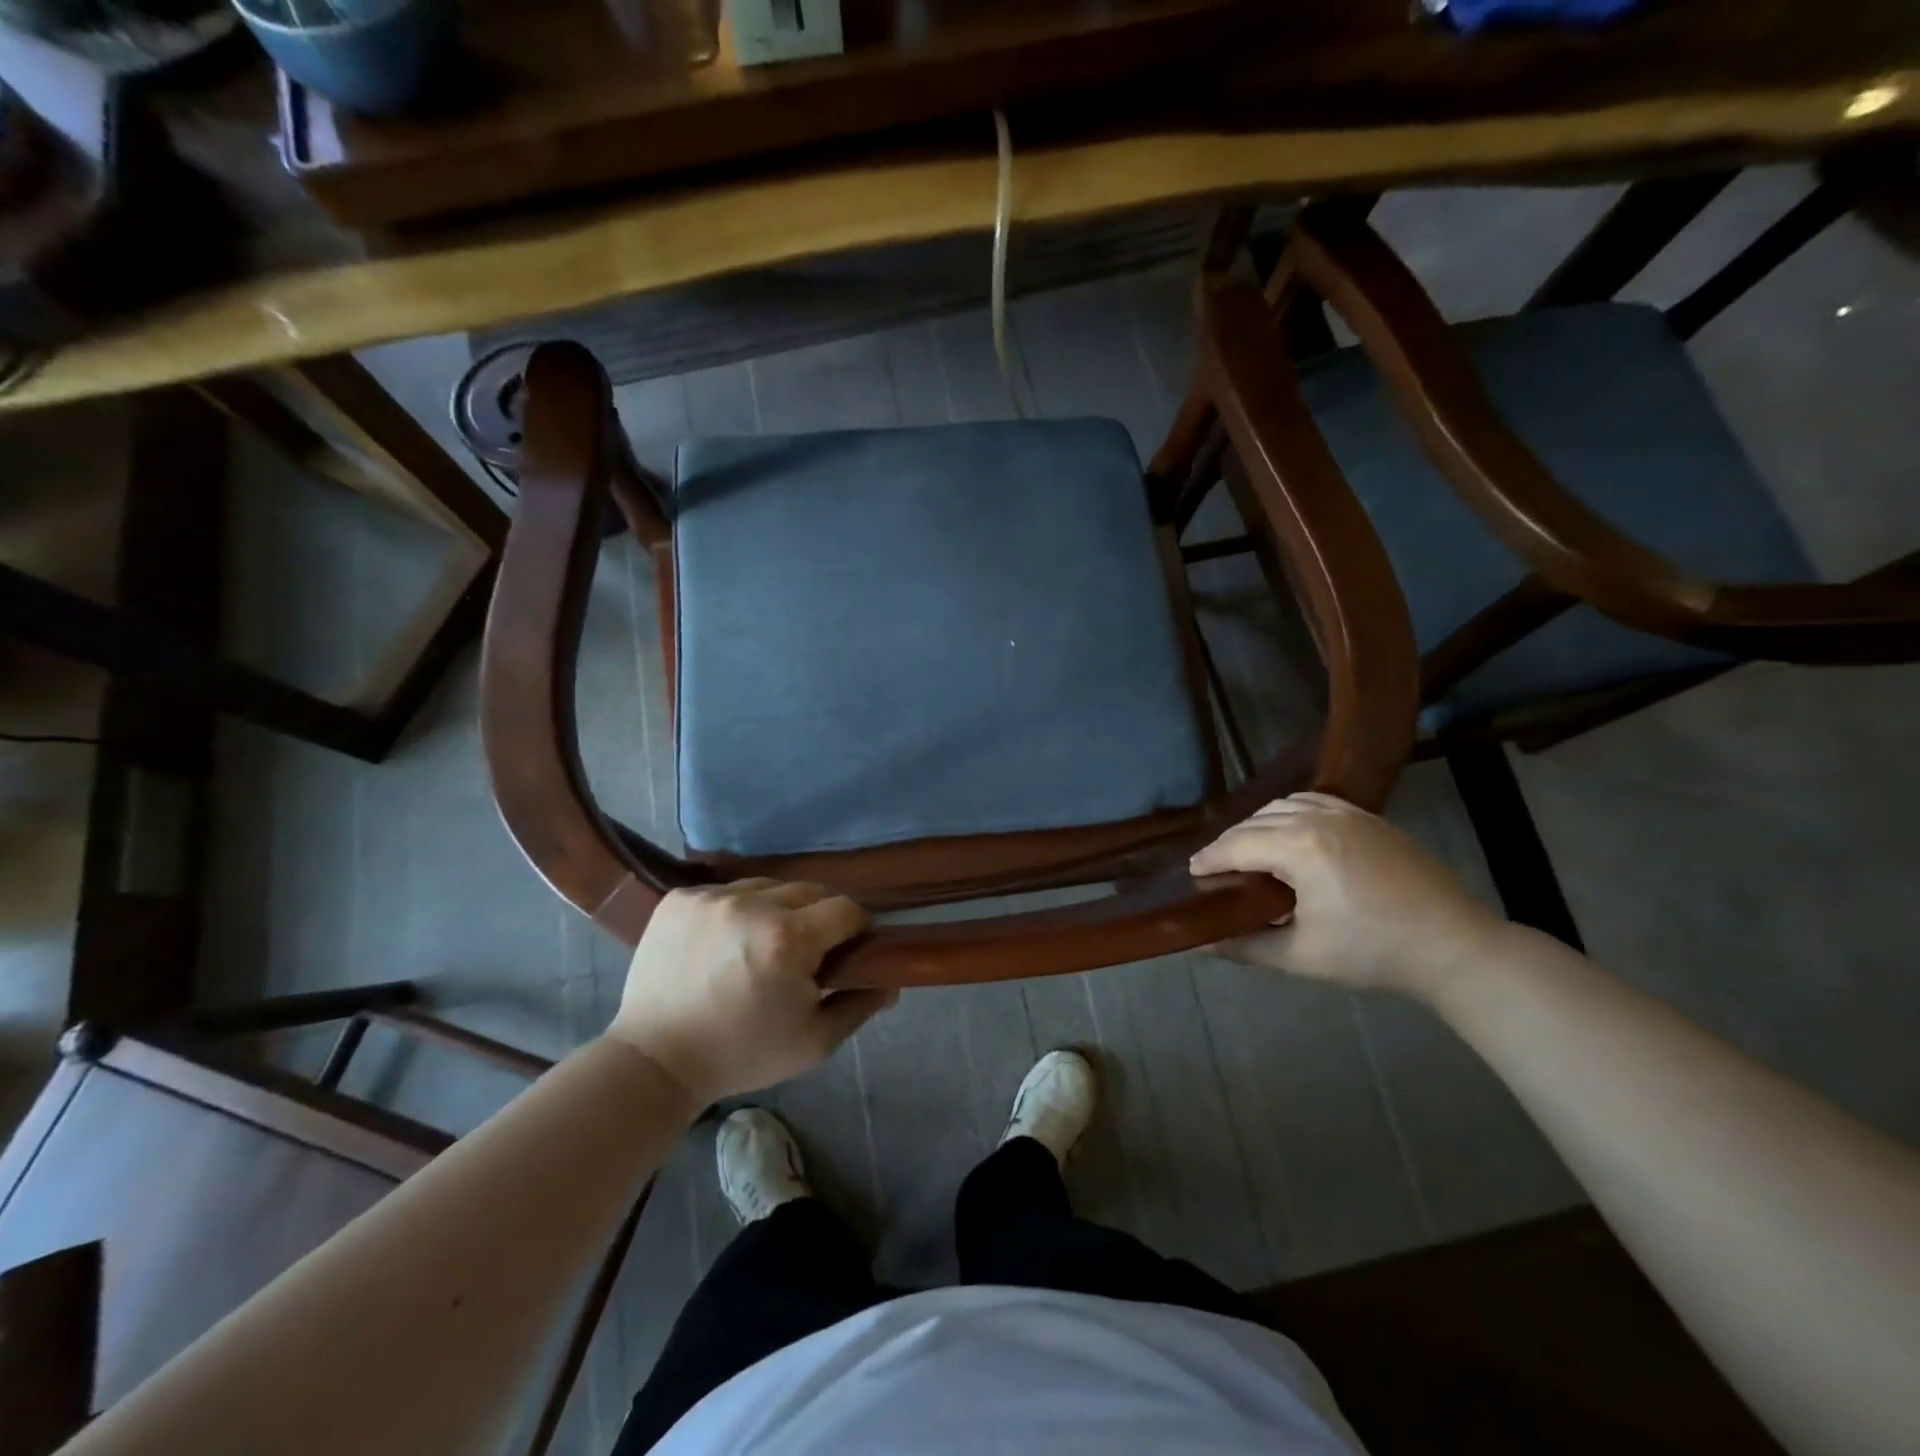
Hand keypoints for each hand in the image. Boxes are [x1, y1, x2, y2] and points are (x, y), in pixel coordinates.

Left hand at [607, 880, 894, 1104]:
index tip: (848, 951)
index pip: (846, 909)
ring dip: (777, 910)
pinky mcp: (680, 899)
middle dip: (818, 918)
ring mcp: (712, 897)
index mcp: (790, 939)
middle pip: (809, 891)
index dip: (855, 929)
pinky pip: (727, 891)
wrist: (655, 1061)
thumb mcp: (814, 1042)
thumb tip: (890, 980)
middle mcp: (752, 905)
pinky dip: (737, 910)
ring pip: (768, 886)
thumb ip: (859, 1004)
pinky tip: (726, 942)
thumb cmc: (742, 1054)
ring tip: (762, 946)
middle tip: (805, 954)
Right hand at [1189, 792, 1506, 997]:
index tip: (1191, 872)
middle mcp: (1318, 819)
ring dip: (1257, 825)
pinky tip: (1288, 834)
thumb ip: (1244, 946)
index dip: (1209, 859)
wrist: (1454, 946)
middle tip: (1215, 868)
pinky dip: (1289, 812)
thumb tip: (1200, 944)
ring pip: (1282, 806)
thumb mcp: (1301, 957)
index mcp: (1299, 849)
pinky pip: (1313, 801)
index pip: (1236, 845)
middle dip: (1229, 843)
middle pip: (1254, 822)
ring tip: (1248, 851)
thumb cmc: (1373, 953)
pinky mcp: (1368, 816)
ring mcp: (1347, 812)